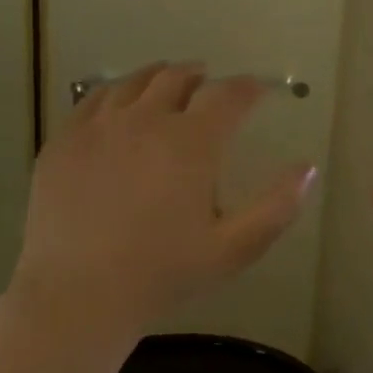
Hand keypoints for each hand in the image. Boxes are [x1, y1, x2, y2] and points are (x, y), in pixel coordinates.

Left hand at [9, 63, 317, 336]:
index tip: (258, 91)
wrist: (79, 295)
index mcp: (191, 143)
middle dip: (200, 77)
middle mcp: (146, 120)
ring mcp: (98, 127)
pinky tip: (118, 104)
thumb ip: (277, 207)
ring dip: (158, 77)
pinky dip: (115, 92)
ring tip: (167, 82)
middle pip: (176, 78)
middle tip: (209, 84)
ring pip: (133, 82)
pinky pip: (92, 99)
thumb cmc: (163, 274)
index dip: (248, 88)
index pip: (228, 96)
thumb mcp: (234, 249)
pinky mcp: (64, 141)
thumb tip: (308, 169)